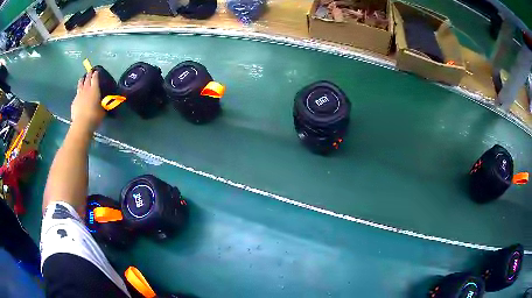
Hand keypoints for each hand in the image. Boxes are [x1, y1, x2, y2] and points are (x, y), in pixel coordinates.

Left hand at [71, 71, 104, 132]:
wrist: (82, 124)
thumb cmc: (94, 116)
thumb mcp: (102, 110)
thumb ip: (103, 104)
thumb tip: (105, 103)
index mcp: (94, 89)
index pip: (95, 78)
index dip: (96, 74)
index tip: (96, 71)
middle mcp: (86, 89)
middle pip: (87, 79)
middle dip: (89, 74)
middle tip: (90, 71)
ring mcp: (79, 95)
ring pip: (80, 84)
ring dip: (82, 80)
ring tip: (82, 78)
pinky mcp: (74, 102)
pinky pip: (76, 94)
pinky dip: (78, 92)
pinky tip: (79, 94)